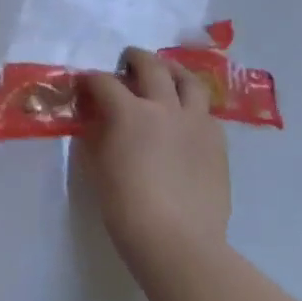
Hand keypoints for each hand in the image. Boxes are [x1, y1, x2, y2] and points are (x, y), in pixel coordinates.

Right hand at [80, 47, 231, 277]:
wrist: (177, 242)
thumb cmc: (125, 207)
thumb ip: (95, 134)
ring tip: (165, 76)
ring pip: (189, 81)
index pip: (104, 82)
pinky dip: (192, 107)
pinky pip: (206, 112)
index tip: (84, 85)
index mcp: (129, 112)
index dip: (90, 80)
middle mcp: (165, 107)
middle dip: (134, 59)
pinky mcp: (218, 142)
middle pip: (151, 66)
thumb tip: (95, 119)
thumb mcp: (96, 166)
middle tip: (126, 63)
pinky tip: (185, 119)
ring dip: (172, 72)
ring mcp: (196, 122)